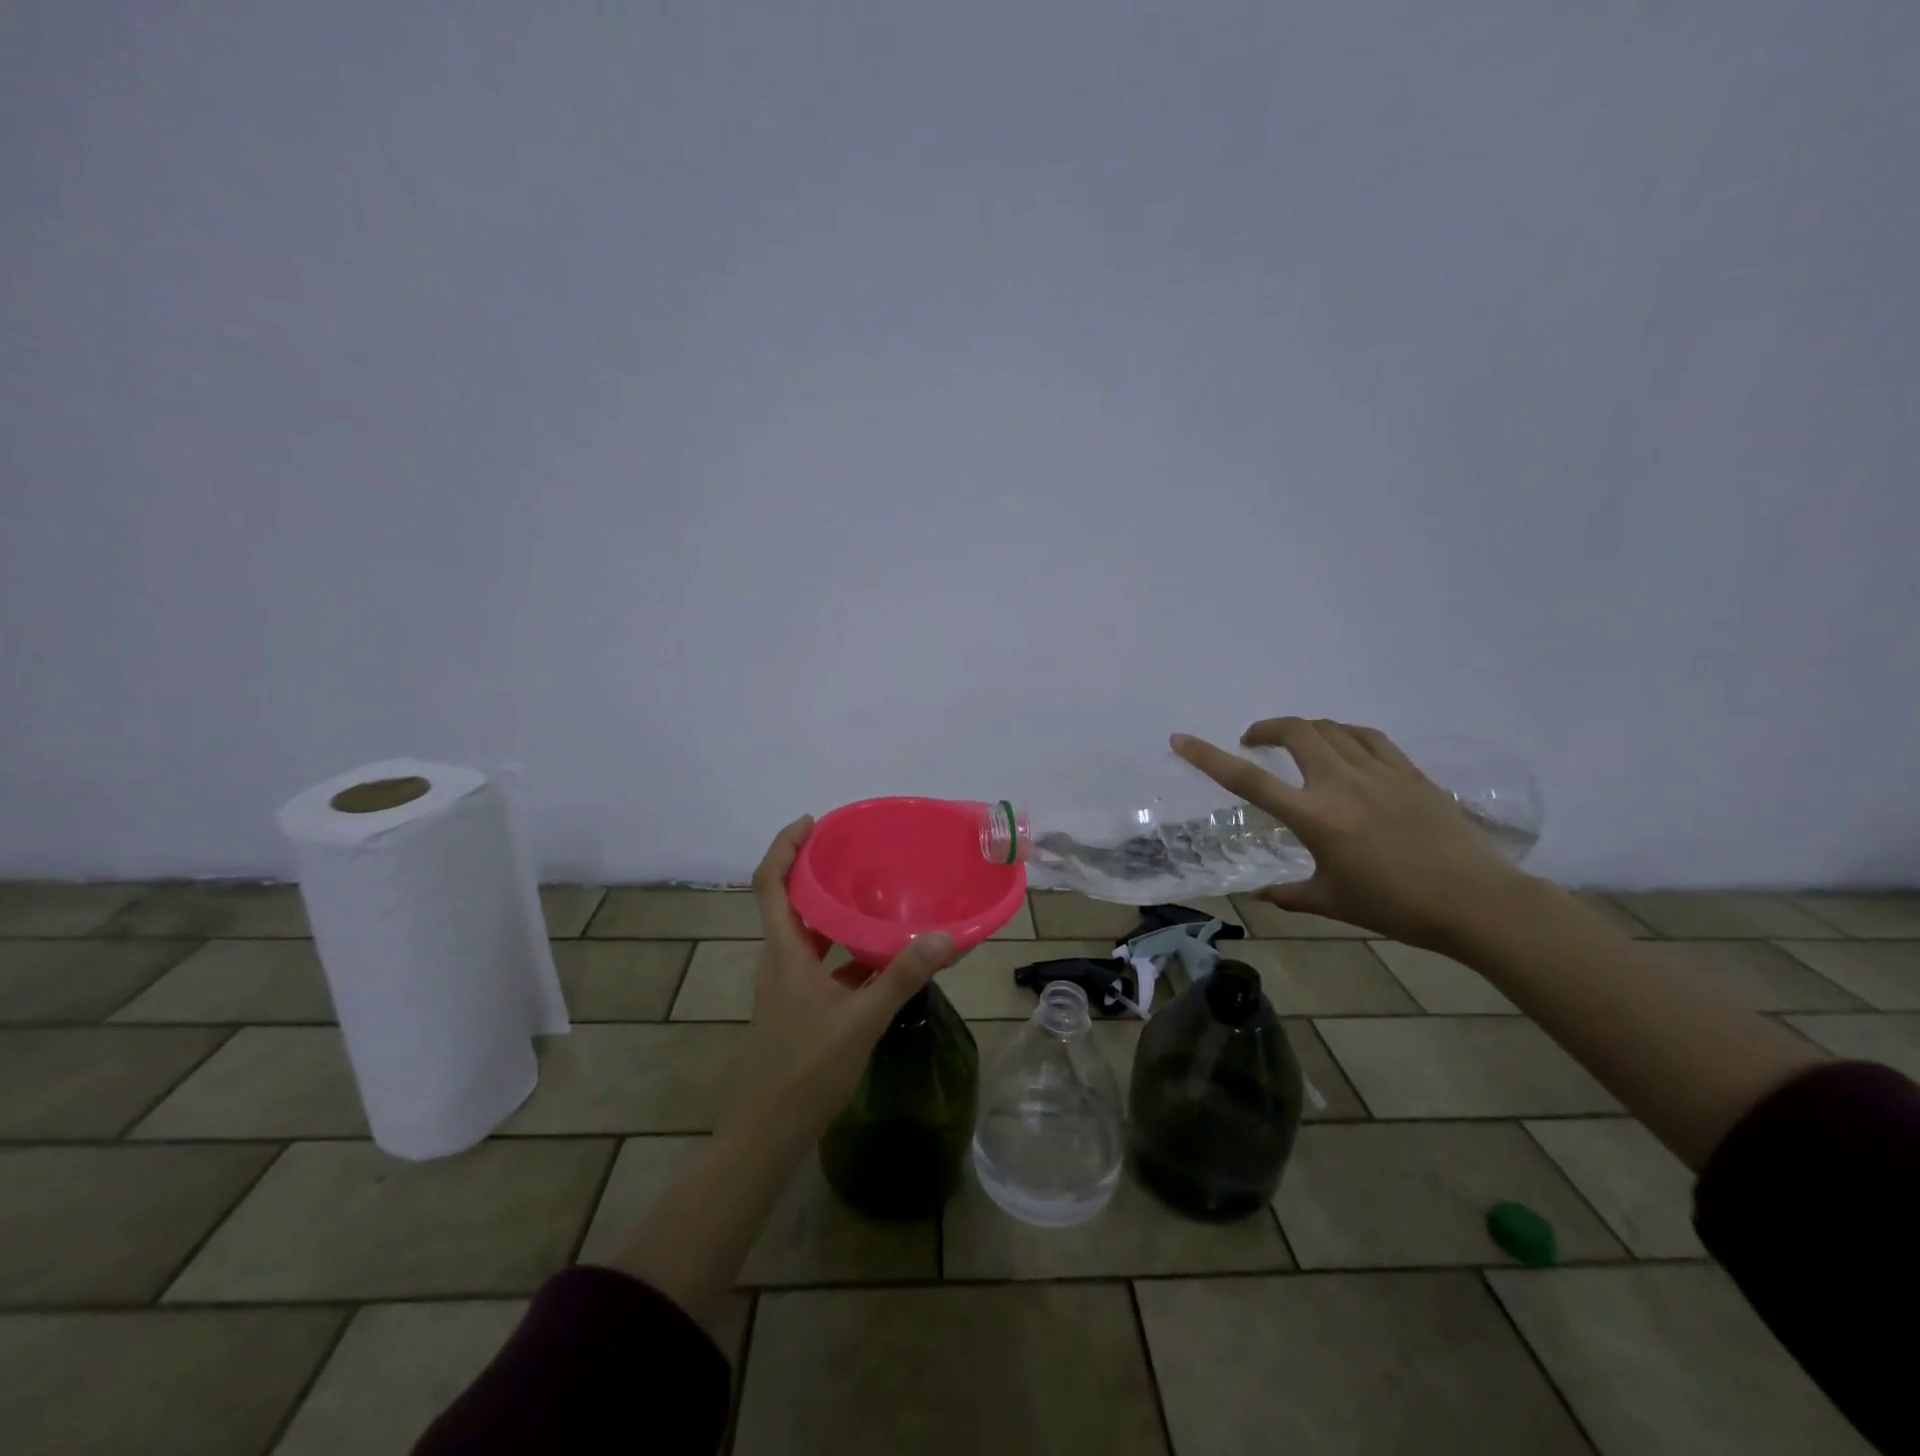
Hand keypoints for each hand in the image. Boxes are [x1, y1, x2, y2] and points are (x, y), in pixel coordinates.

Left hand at [725, 815, 957, 1144]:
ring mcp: (786, 985)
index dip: (785, 846)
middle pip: (788, 901)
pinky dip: (843, 950)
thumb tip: (944, 936)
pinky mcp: (796, 1006)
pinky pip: (819, 963)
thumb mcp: (861, 1021)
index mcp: (784, 953)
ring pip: (806, 933)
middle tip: (854, 851)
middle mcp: (779, 960)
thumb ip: (902, 977)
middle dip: (815, 870)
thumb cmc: (805, 1071)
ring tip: (872, 893)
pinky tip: (879, 957)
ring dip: (831, 910)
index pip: (770, 884)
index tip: (813, 822)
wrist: (765, 1134)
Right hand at [1172, 717, 1529, 949]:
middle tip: (1254, 742)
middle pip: (1294, 732)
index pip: (1248, 779)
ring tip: (1296, 745)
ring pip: (1330, 728)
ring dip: (1304, 729)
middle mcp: (1341, 783)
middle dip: (1266, 728)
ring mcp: (1378, 772)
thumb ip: (1290, 894)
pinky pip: (1368, 737)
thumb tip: (1261, 895)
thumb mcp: (1333, 902)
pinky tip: (1343, 747)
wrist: (1476, 902)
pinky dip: (1344, 734)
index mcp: (1314, 817)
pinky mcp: (1409, 772)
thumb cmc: (1396, 906)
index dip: (1208, 757)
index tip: (1181, 740)